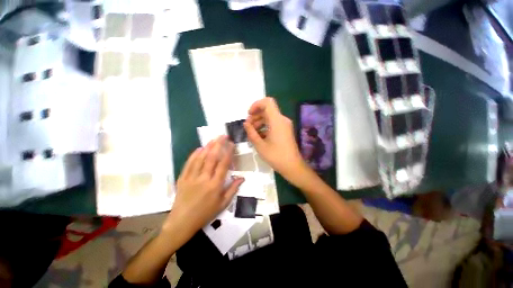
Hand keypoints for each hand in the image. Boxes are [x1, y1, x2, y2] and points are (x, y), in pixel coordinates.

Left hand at [163, 136, 243, 234]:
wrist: (182, 222)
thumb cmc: (205, 213)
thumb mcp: (223, 204)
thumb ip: (233, 189)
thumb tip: (242, 177)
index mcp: (215, 185)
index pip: (223, 164)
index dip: (228, 152)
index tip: (231, 143)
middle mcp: (204, 178)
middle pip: (212, 157)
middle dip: (218, 144)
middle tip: (223, 136)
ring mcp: (192, 177)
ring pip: (200, 158)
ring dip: (208, 147)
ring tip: (213, 139)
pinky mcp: (182, 178)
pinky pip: (189, 163)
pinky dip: (194, 154)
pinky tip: (199, 148)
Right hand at [243, 97, 307, 183]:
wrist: (292, 166)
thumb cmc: (276, 156)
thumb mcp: (260, 145)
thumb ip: (251, 132)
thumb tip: (245, 123)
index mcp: (277, 120)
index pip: (267, 102)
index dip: (256, 105)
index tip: (249, 115)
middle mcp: (282, 120)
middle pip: (267, 110)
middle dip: (256, 116)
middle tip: (248, 127)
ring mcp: (285, 125)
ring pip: (270, 117)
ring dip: (259, 122)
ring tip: (252, 133)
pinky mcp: (285, 130)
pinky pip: (274, 123)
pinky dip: (265, 126)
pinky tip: (259, 136)